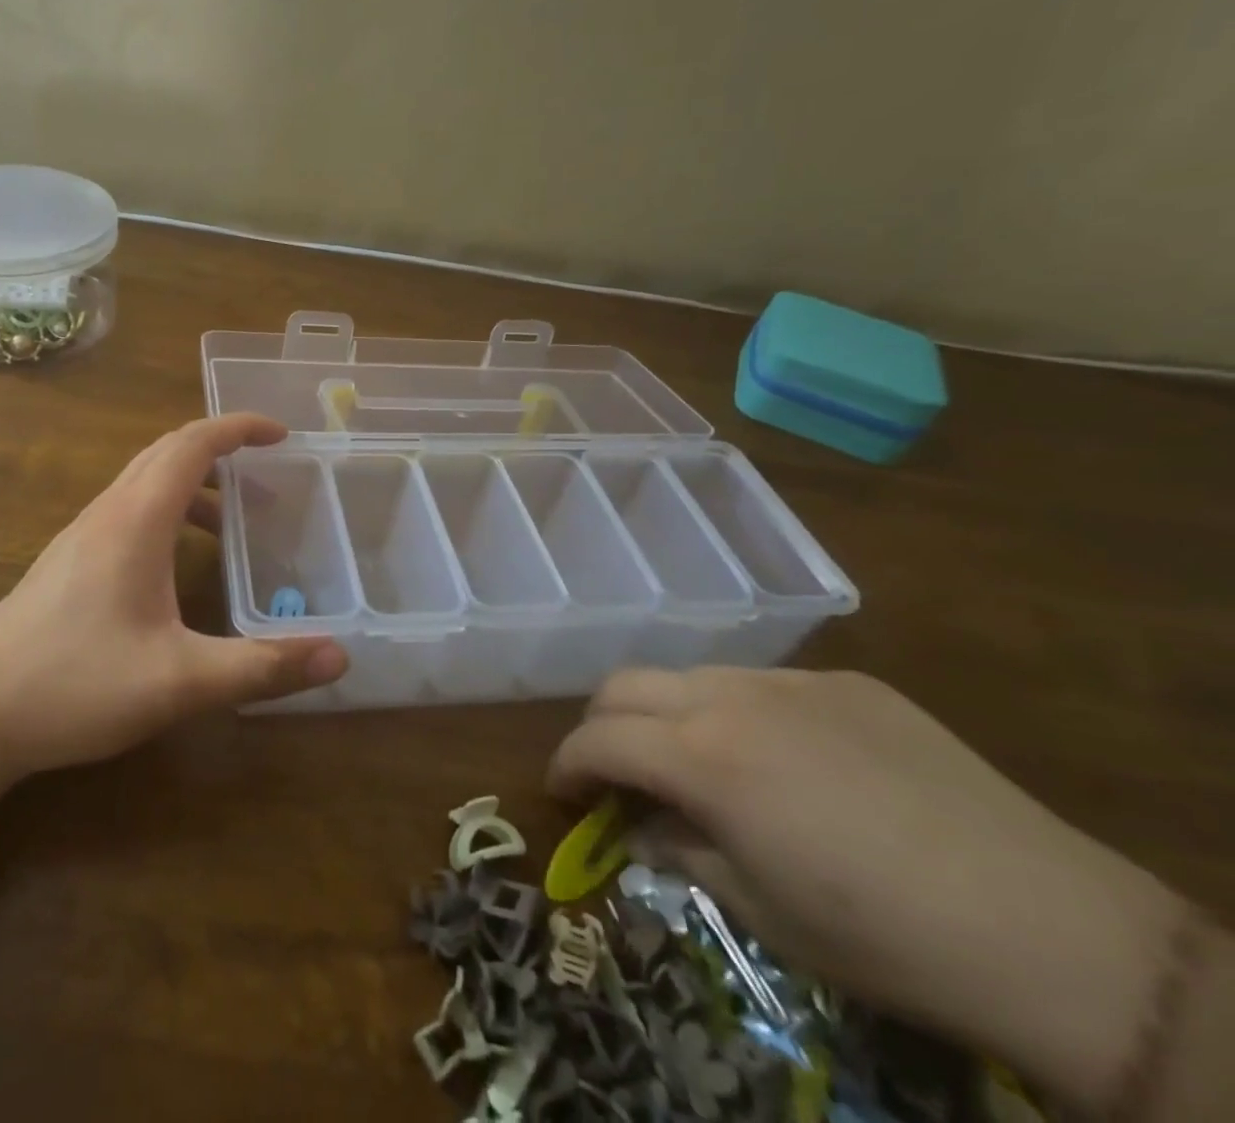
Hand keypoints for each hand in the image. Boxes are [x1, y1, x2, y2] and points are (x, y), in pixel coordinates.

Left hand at [0, 414, 346, 782]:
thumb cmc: (76, 684)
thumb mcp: (181, 681)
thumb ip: (261, 667)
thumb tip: (339, 658)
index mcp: (136, 519)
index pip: (193, 444)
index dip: (239, 428)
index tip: (281, 435)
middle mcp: (107, 512)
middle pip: (166, 452)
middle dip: (220, 449)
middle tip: (266, 472)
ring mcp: (81, 535)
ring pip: (143, 482)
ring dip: (192, 484)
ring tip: (233, 522)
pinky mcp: (67, 561)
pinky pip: (127, 511)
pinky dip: (166, 512)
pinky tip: (177, 564)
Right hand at [546, 667, 1184, 1109]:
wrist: (1053, 928)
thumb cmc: (884, 939)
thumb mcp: (762, 912)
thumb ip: (683, 854)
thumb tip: (643, 830)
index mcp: (702, 757)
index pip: (599, 739)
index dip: (566, 764)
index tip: (561, 791)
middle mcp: (731, 699)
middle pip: (626, 685)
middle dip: (602, 725)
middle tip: (612, 771)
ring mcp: (791, 682)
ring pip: (691, 676)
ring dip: (667, 714)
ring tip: (694, 763)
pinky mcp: (848, 683)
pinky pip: (763, 685)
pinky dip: (738, 713)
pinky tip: (784, 761)